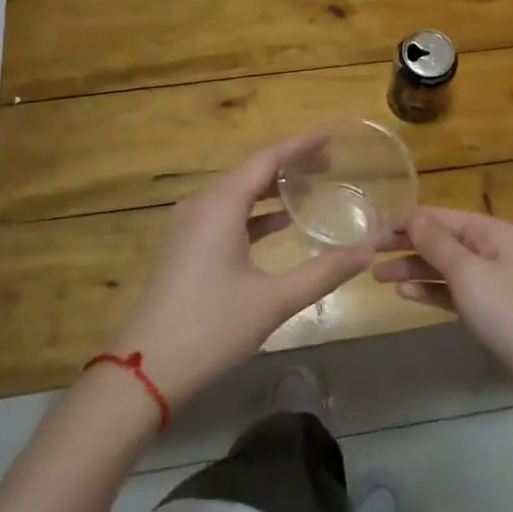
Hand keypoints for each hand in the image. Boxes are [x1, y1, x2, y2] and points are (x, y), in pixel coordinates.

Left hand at [106, 136, 375, 410]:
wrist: (144, 374)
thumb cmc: (210, 329)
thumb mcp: (273, 301)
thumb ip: (323, 272)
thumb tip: (368, 251)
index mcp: (219, 206)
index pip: (266, 159)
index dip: (300, 145)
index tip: (331, 136)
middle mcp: (201, 205)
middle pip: (251, 171)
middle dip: (290, 164)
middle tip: (330, 162)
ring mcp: (189, 227)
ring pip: (238, 193)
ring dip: (273, 189)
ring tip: (312, 186)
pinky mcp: (186, 247)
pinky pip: (227, 214)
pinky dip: (256, 212)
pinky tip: (282, 223)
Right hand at [374, 207, 512, 416]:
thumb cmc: (508, 312)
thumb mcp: (468, 273)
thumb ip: (436, 243)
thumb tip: (411, 215)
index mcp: (492, 231)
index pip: (440, 216)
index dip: (405, 220)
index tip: (371, 228)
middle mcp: (491, 249)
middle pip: (440, 239)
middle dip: (405, 244)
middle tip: (367, 252)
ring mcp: (491, 280)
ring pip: (443, 266)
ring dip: (412, 268)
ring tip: (377, 276)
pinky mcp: (488, 309)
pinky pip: (451, 291)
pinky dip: (429, 290)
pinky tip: (404, 294)